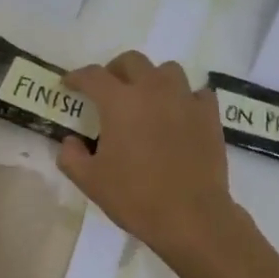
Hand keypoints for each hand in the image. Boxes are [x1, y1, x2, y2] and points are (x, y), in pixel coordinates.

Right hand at [58, 52, 242, 264]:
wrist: (191, 216)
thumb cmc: (135, 197)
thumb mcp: (90, 181)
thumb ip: (71, 156)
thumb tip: (70, 141)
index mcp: (120, 102)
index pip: (92, 76)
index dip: (76, 77)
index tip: (68, 84)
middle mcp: (153, 90)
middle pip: (132, 61)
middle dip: (115, 71)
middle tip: (108, 90)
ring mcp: (185, 99)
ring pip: (167, 70)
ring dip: (152, 79)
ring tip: (147, 100)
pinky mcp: (209, 115)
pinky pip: (196, 93)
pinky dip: (184, 98)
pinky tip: (179, 115)